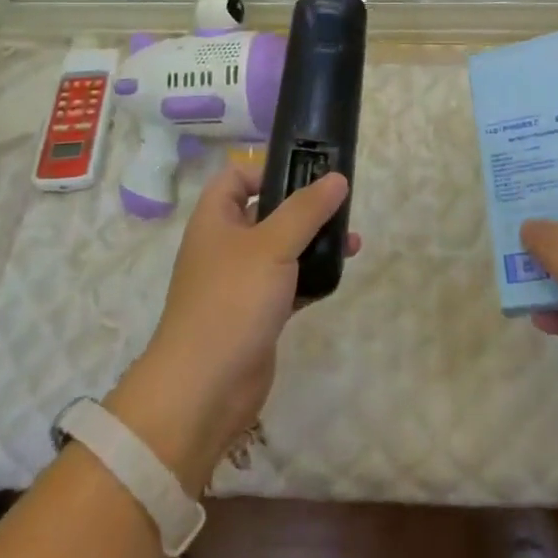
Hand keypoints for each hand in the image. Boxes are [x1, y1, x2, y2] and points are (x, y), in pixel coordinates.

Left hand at [110, 164, 355, 487]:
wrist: (204, 388)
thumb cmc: (232, 300)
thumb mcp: (272, 245)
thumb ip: (307, 209)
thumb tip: (337, 178)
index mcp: (216, 219)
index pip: (236, 177)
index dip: (267, 169)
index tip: (307, 173)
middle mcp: (226, 245)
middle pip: (266, 211)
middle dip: (304, 207)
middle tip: (342, 206)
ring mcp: (241, 281)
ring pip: (283, 249)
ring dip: (315, 242)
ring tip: (352, 242)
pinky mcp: (258, 313)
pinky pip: (289, 283)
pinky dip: (312, 278)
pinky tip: (338, 275)